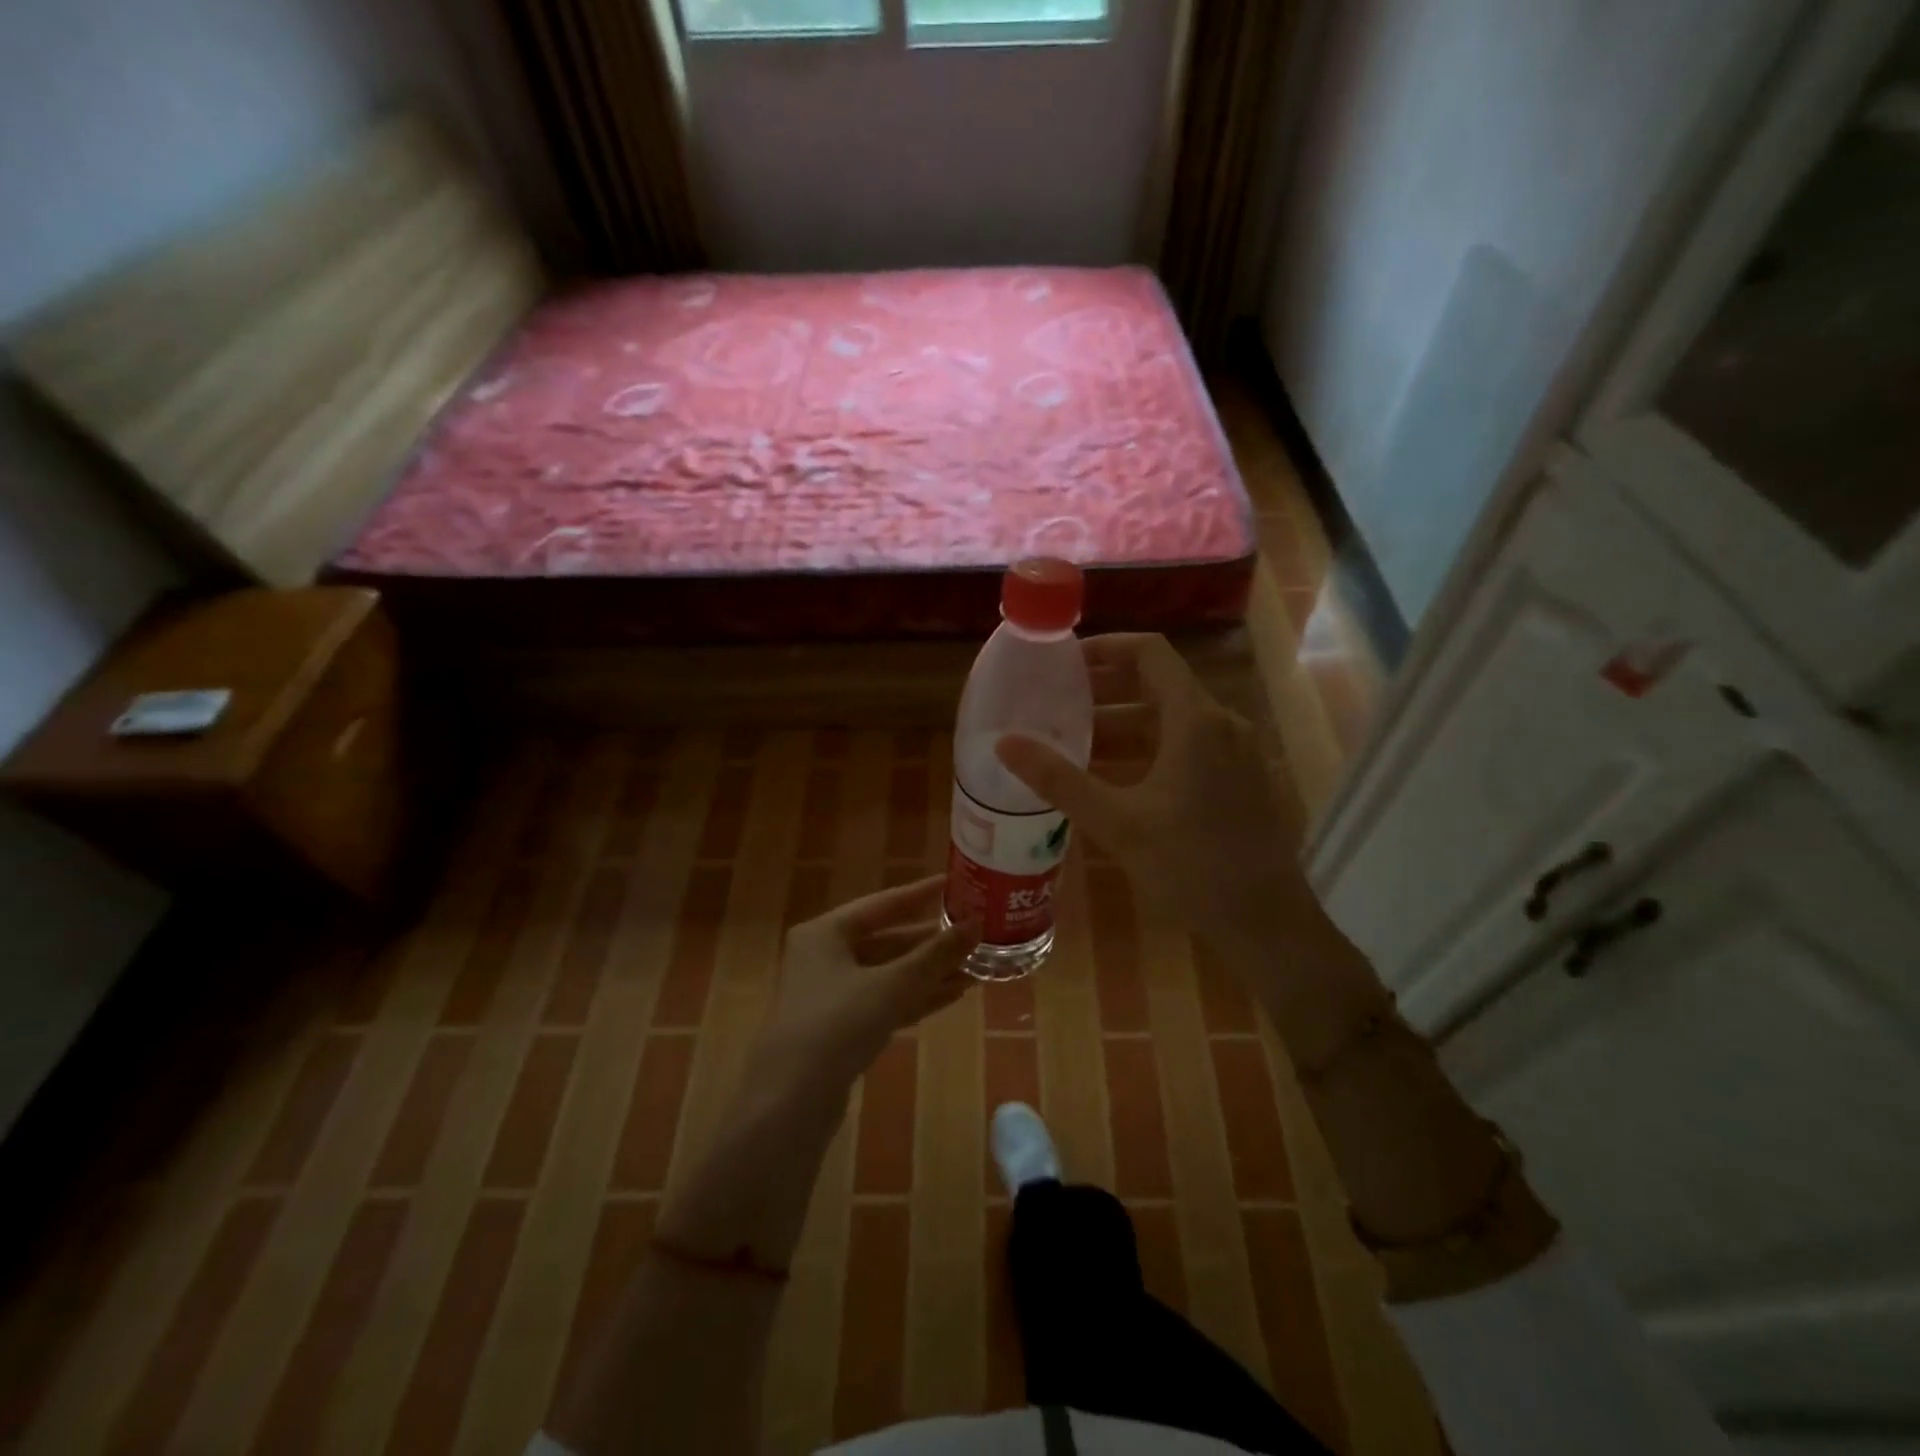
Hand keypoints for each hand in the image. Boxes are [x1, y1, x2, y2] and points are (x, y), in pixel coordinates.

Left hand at [762, 875, 971, 1081]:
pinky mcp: (839, 1030)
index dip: (920, 894)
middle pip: (886, 940)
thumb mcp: (892, 985)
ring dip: (928, 973)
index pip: (882, 904)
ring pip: (888, 974)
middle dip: (930, 943)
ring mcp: (830, 996)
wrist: (790, 1103)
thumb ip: (936, 954)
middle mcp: (823, 956)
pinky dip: (915, 998)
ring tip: (973, 969)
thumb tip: (976, 924)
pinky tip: (952, 996)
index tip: (954, 884)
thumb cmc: (837, 1025)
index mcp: (825, 932)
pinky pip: (884, 1002)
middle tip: (973, 935)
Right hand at [996, 634, 1308, 955]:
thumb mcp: (1116, 822)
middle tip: (1060, 699)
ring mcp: (1237, 752)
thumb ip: (1059, 780)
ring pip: (1173, 718)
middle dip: (1108, 687)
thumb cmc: (1191, 866)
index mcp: (1196, 720)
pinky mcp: (1240, 779)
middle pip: (1160, 683)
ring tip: (1077, 736)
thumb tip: (1005, 743)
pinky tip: (1117, 775)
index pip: (1150, 653)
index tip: (1065, 661)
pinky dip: (1150, 746)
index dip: (1106, 647)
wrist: (1266, 923)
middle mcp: (1222, 724)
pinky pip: (1189, 744)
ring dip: (1126, 720)